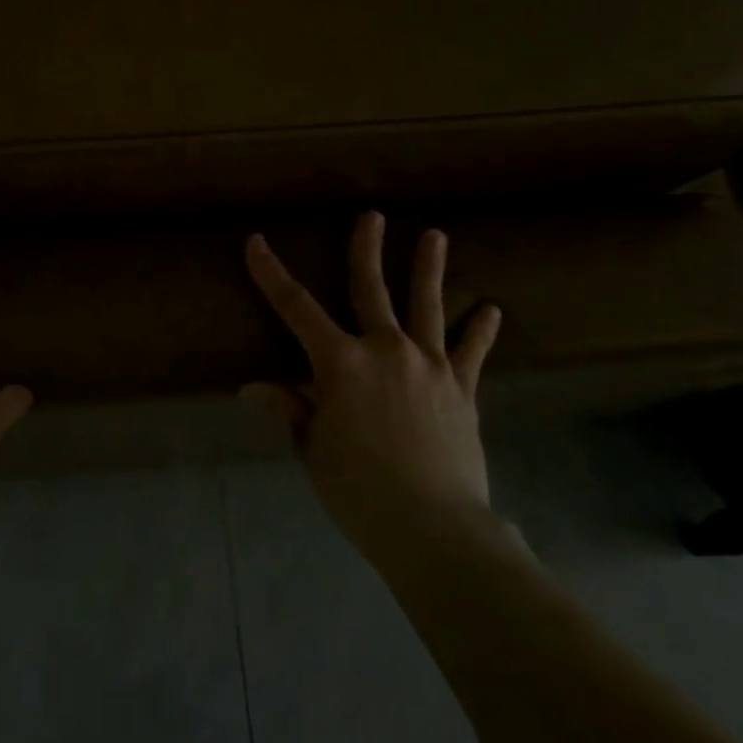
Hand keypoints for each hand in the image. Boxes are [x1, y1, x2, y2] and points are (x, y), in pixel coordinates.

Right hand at [243, 212, 502, 561]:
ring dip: (429, 269)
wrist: (433, 526)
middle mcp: (385, 350)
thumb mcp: (312, 449)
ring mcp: (429, 366)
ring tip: (435, 235)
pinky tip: (490, 310)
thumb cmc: (358, 489)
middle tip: (372, 215)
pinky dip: (480, 330)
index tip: (257, 243)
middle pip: (371, 289)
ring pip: (427, 306)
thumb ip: (289, 409)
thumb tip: (252, 388)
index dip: (272, 274)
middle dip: (367, 250)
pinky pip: (471, 353)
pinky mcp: (462, 390)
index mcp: (340, 363)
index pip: (295, 307)